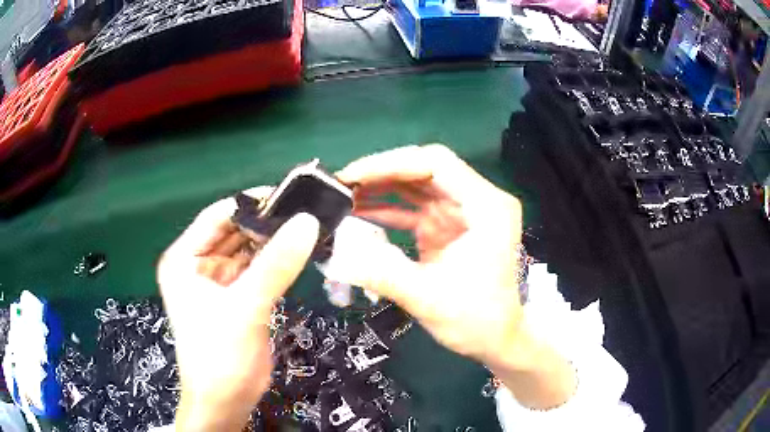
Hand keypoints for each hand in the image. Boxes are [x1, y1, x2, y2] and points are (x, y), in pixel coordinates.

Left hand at [157, 188, 318, 430]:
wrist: (226, 402)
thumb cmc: (220, 356)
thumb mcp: (245, 308)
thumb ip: (276, 264)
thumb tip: (307, 222)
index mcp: (184, 259)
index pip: (217, 217)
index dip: (250, 204)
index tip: (289, 197)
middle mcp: (198, 265)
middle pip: (235, 232)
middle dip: (266, 223)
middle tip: (305, 212)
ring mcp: (219, 282)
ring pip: (249, 251)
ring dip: (274, 242)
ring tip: (307, 228)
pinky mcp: (238, 298)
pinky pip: (258, 270)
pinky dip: (277, 262)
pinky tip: (300, 253)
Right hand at [335, 145, 575, 408]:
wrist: (496, 339)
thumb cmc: (476, 320)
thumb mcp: (428, 298)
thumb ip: (381, 273)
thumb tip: (334, 255)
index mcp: (486, 208)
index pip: (436, 164)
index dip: (391, 163)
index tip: (353, 175)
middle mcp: (477, 201)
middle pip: (424, 170)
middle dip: (381, 173)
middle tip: (342, 184)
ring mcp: (462, 213)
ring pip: (416, 186)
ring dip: (381, 188)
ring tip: (343, 196)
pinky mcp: (449, 227)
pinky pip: (414, 208)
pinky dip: (387, 209)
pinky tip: (359, 215)